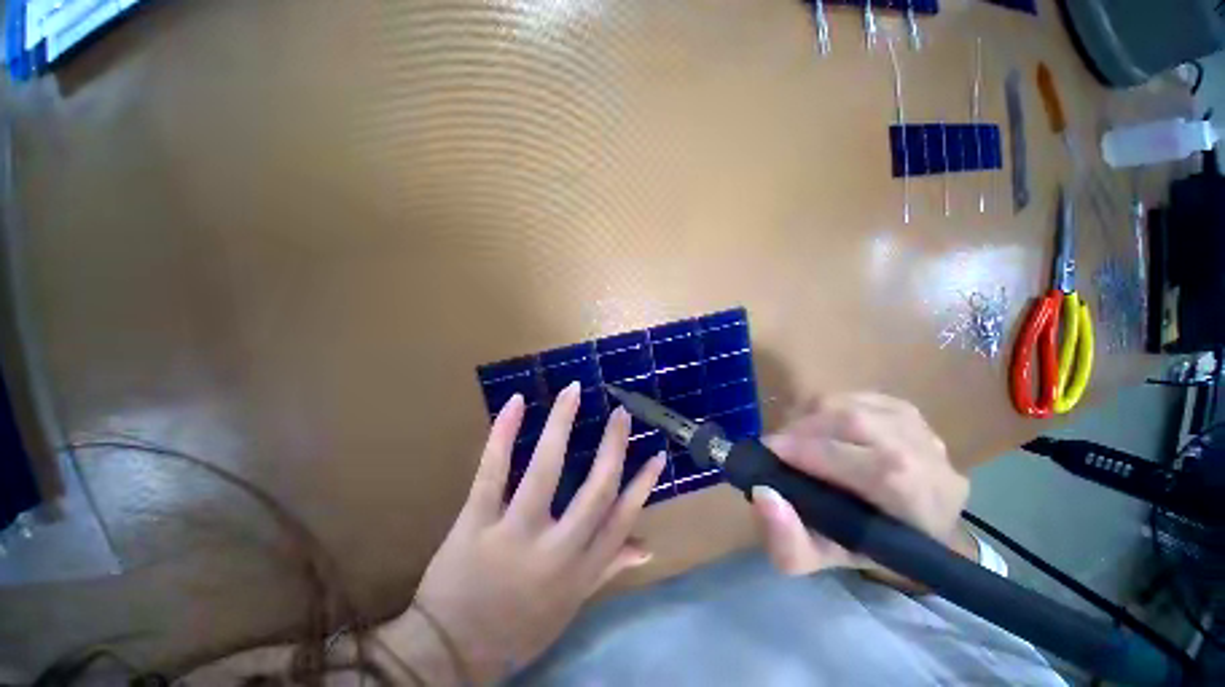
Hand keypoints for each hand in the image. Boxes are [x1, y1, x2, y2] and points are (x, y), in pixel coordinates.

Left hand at [380, 383, 665, 684]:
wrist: (455, 646)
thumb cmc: (515, 633)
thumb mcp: (569, 608)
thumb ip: (604, 572)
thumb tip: (645, 546)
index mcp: (581, 574)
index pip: (621, 521)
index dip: (642, 486)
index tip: (656, 454)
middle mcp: (557, 551)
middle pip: (594, 491)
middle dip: (612, 448)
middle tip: (623, 414)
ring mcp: (515, 534)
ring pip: (545, 471)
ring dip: (562, 426)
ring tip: (575, 392)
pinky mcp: (475, 523)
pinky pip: (492, 473)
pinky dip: (503, 436)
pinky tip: (516, 404)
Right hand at [751, 393, 969, 576]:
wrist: (936, 528)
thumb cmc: (883, 550)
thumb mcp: (832, 562)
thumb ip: (791, 544)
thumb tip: (762, 496)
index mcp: (895, 482)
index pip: (834, 451)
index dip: (792, 449)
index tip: (761, 459)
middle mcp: (907, 440)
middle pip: (840, 416)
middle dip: (797, 429)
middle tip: (775, 451)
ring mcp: (912, 419)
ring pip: (848, 402)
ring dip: (812, 418)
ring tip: (798, 442)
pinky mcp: (908, 407)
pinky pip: (858, 398)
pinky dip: (832, 412)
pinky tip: (828, 435)